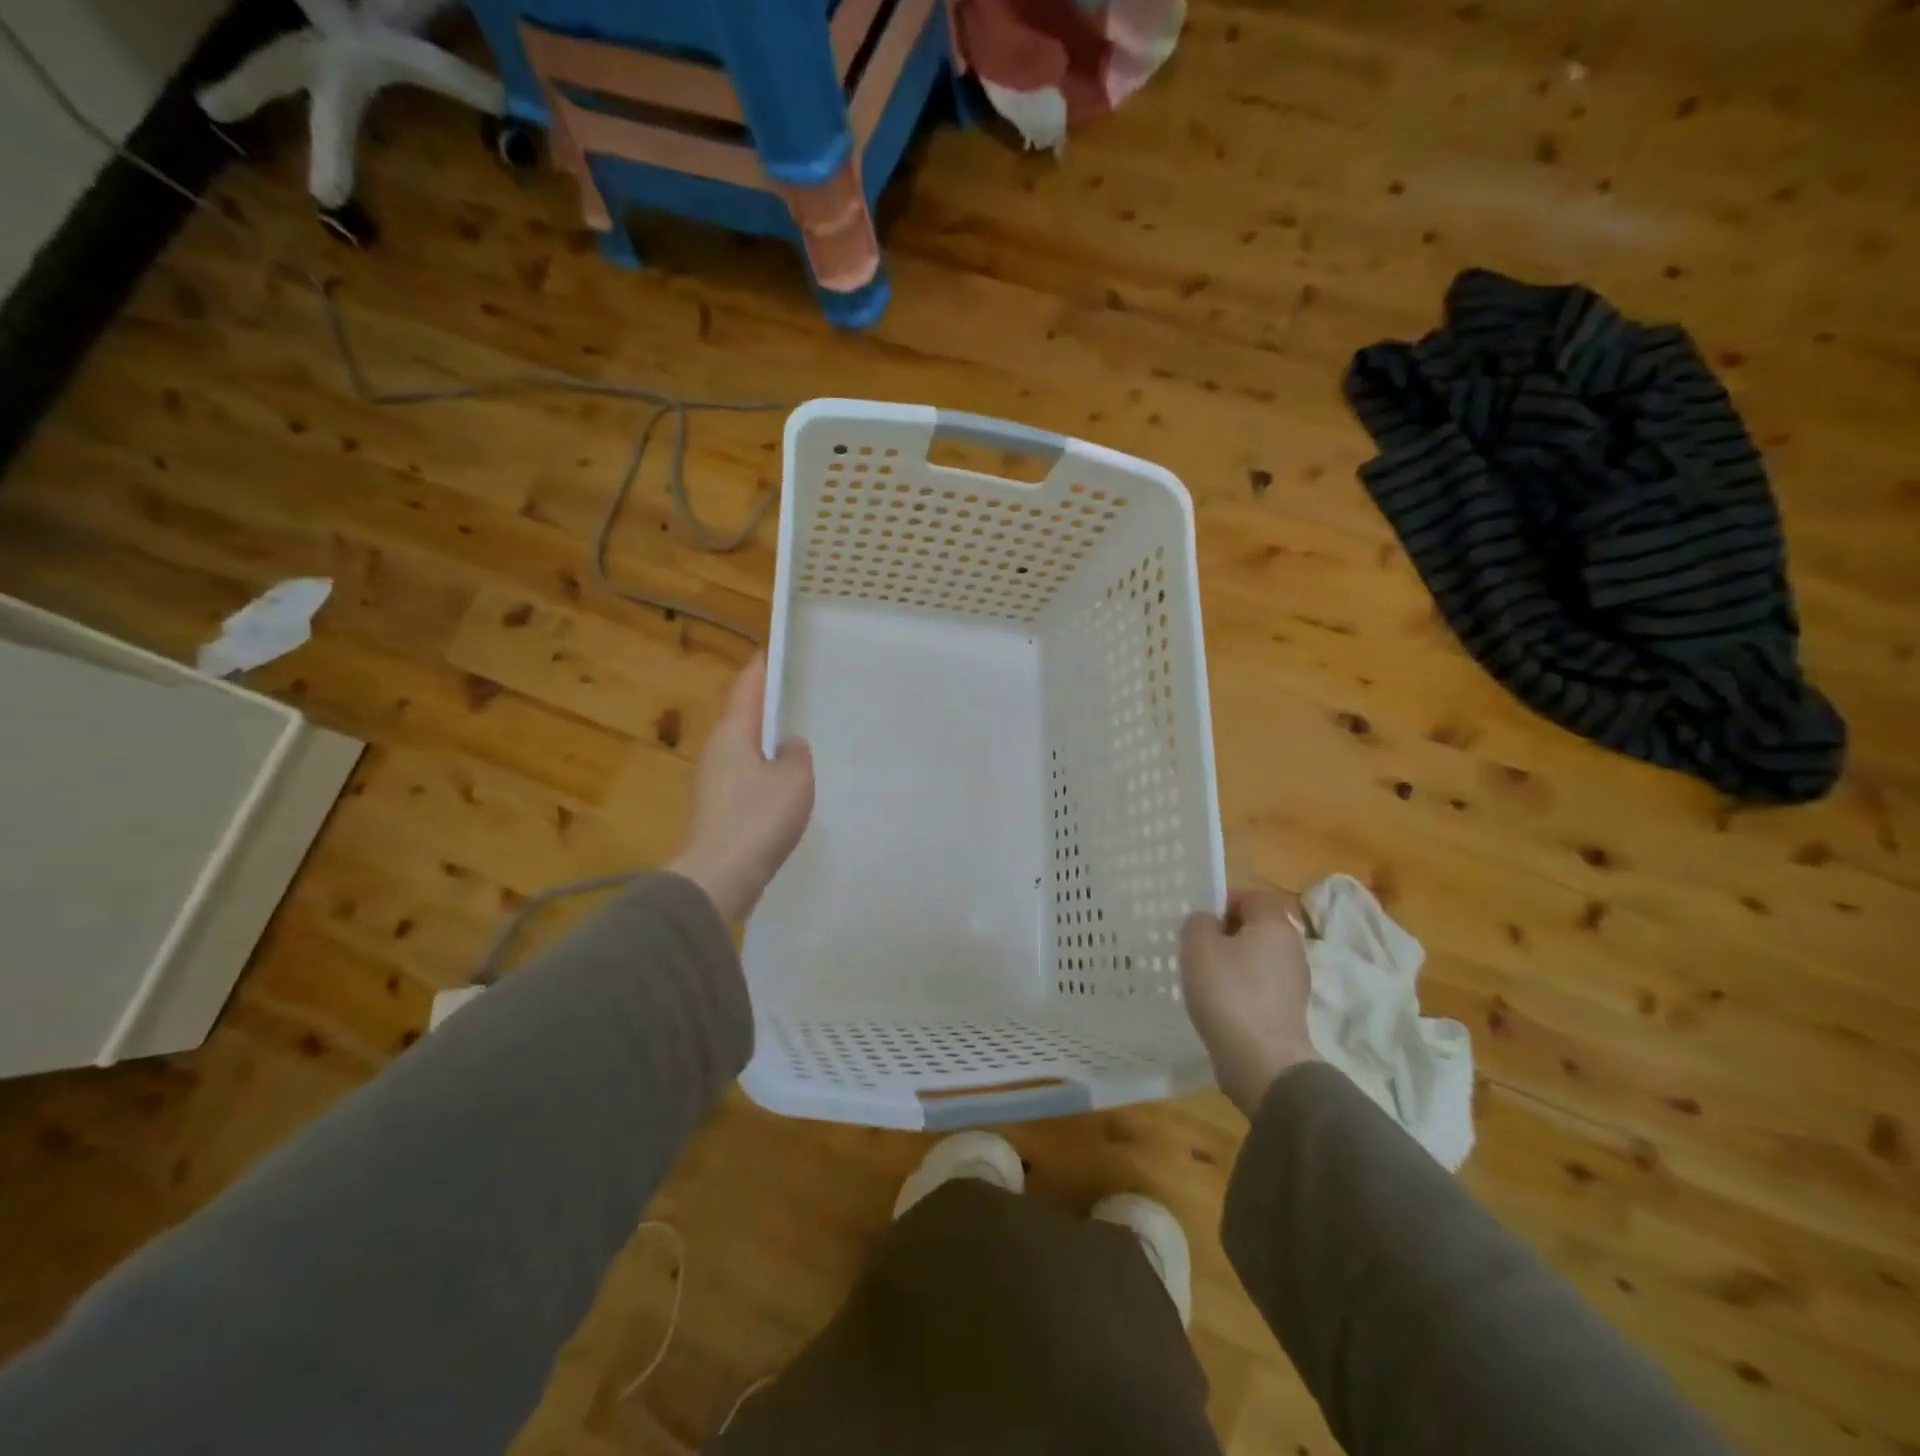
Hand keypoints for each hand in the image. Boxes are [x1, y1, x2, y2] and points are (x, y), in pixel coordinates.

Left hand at [668, 655, 814, 921]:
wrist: (720, 877)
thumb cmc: (759, 818)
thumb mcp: (794, 778)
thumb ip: (796, 753)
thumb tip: (785, 745)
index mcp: (733, 734)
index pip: (747, 689)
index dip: (761, 669)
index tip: (772, 652)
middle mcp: (716, 752)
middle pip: (742, 718)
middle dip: (764, 706)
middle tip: (794, 695)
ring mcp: (712, 782)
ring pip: (743, 750)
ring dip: (764, 742)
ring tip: (793, 739)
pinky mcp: (717, 809)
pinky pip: (744, 777)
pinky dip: (762, 771)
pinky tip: (782, 784)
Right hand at [1181, 889, 1320, 1116]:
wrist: (1262, 1061)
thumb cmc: (1229, 992)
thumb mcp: (1199, 946)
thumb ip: (1198, 923)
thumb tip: (1208, 922)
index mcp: (1275, 925)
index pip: (1253, 897)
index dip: (1225, 901)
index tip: (1199, 919)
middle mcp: (1292, 948)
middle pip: (1256, 928)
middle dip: (1225, 933)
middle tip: (1195, 947)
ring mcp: (1294, 983)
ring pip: (1257, 959)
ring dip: (1231, 963)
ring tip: (1202, 977)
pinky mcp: (1288, 1012)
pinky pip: (1259, 987)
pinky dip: (1240, 990)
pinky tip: (1218, 1004)